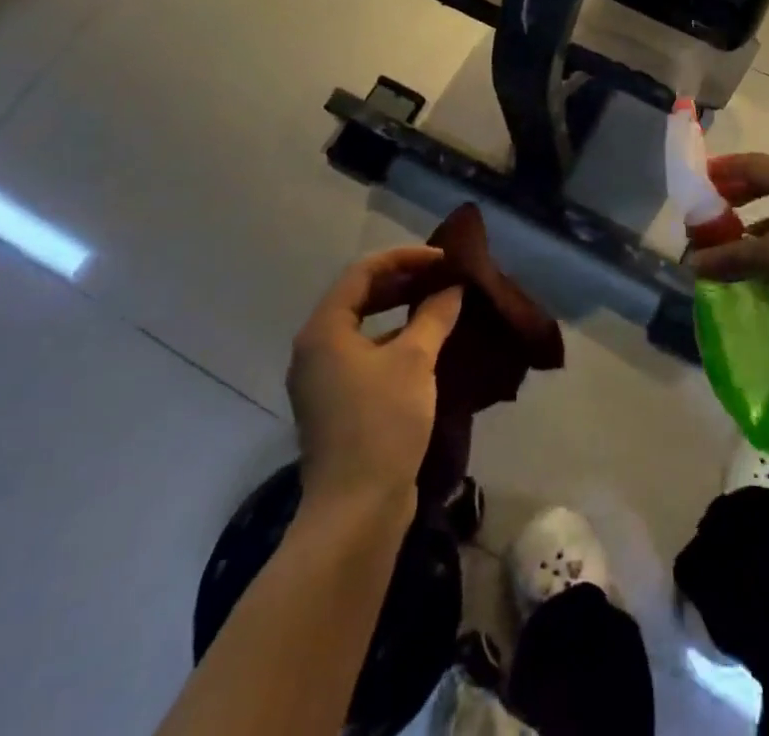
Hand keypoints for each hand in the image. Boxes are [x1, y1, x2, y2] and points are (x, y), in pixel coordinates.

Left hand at [287, 247, 463, 513]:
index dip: (405, 257)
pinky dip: (396, 343)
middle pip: (360, 297)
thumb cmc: (381, 423)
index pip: (363, 271)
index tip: (443, 259)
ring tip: (441, 306)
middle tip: (443, 278)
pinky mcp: (337, 406)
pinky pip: (367, 356)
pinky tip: (429, 348)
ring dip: (401, 313)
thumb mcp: (414, 361)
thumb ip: (434, 316)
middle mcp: (316, 350)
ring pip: (365, 329)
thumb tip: (453, 288)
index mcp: (324, 330)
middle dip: (403, 282)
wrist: (356, 511)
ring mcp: (323, 381)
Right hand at [691, 153, 768, 341]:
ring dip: (750, 217)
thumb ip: (732, 256)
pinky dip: (768, 237)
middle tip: (707, 208)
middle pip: (764, 181)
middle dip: (733, 192)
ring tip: (727, 234)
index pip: (752, 164)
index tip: (696, 180)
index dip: (722, 169)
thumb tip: (692, 263)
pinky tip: (758, 259)